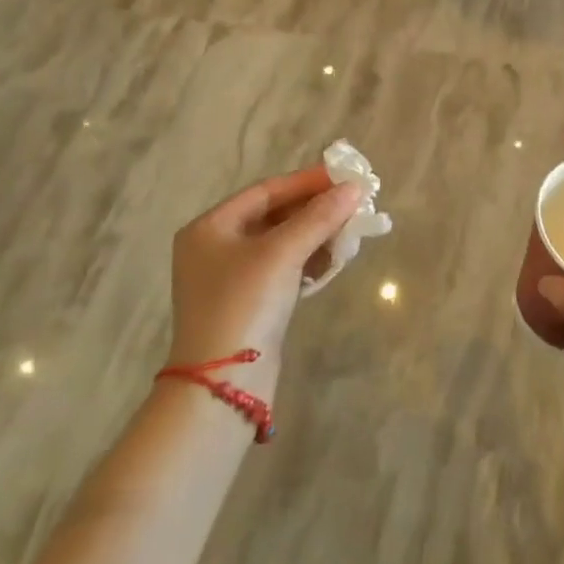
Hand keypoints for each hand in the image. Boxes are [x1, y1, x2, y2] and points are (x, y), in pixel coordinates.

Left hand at [166, 165, 365, 399]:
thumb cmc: (244, 304)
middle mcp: (215, 248)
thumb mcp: (282, 253)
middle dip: (315, 211)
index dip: (306, 182)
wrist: (222, 386)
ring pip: (282, 243)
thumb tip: (354, 188)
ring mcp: (231, 279)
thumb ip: (319, 217)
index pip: (266, 191)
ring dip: (316, 236)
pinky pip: (282, 269)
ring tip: (350, 232)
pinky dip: (307, 261)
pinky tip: (333, 261)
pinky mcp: (248, 304)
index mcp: (210, 227)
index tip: (344, 177)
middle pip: (274, 216)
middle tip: (353, 205)